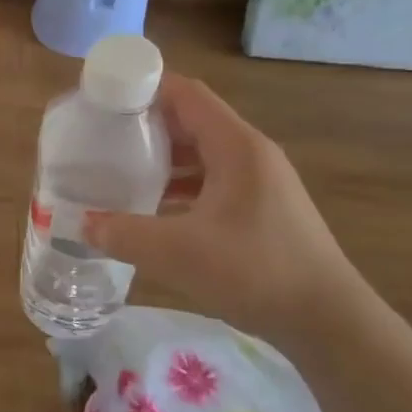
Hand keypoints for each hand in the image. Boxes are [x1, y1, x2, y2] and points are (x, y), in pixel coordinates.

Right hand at [82, 74, 375, 349]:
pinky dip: (181, 184)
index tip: (104, 98)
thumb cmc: (256, 272)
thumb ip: (123, 234)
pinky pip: (213, 180)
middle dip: (146, 124)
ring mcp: (260, 182)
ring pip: (202, 153)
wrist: (329, 323)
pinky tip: (154, 208)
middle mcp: (250, 154)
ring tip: (121, 169)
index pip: (186, 93)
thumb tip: (82, 224)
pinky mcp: (262, 209)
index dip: (144, 87)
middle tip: (103, 135)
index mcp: (236, 146)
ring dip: (163, 157)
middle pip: (191, 120)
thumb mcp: (177, 252)